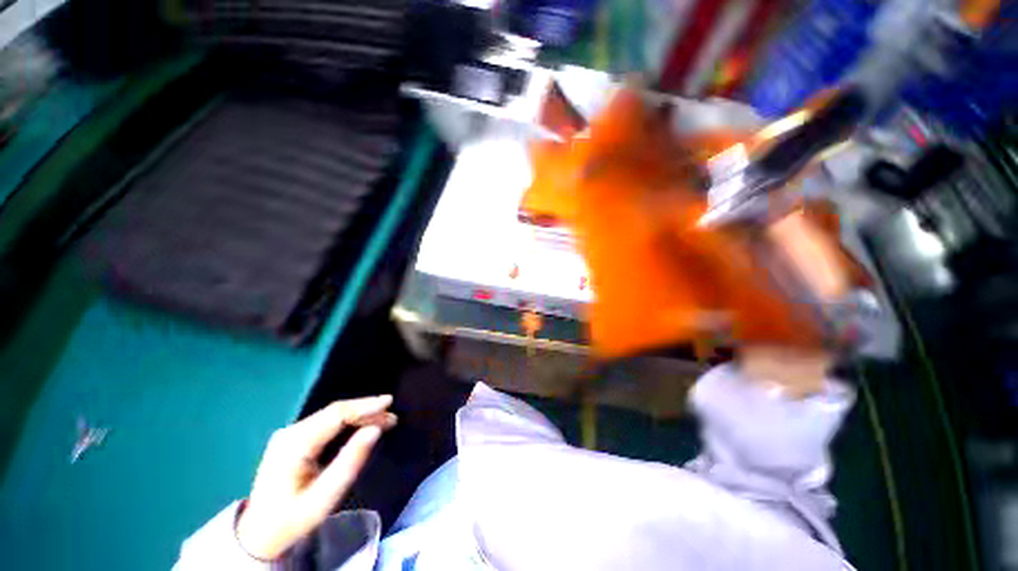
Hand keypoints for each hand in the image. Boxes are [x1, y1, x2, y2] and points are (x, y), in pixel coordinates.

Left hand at [236, 395, 396, 559]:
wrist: (258, 534)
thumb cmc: (293, 519)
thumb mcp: (324, 497)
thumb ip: (350, 461)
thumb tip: (375, 430)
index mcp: (294, 444)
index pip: (335, 414)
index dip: (365, 406)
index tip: (389, 403)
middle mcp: (290, 432)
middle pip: (335, 412)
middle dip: (366, 411)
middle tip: (392, 417)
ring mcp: (289, 434)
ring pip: (332, 416)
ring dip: (360, 416)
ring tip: (384, 420)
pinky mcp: (293, 439)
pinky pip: (326, 423)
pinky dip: (349, 422)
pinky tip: (363, 425)